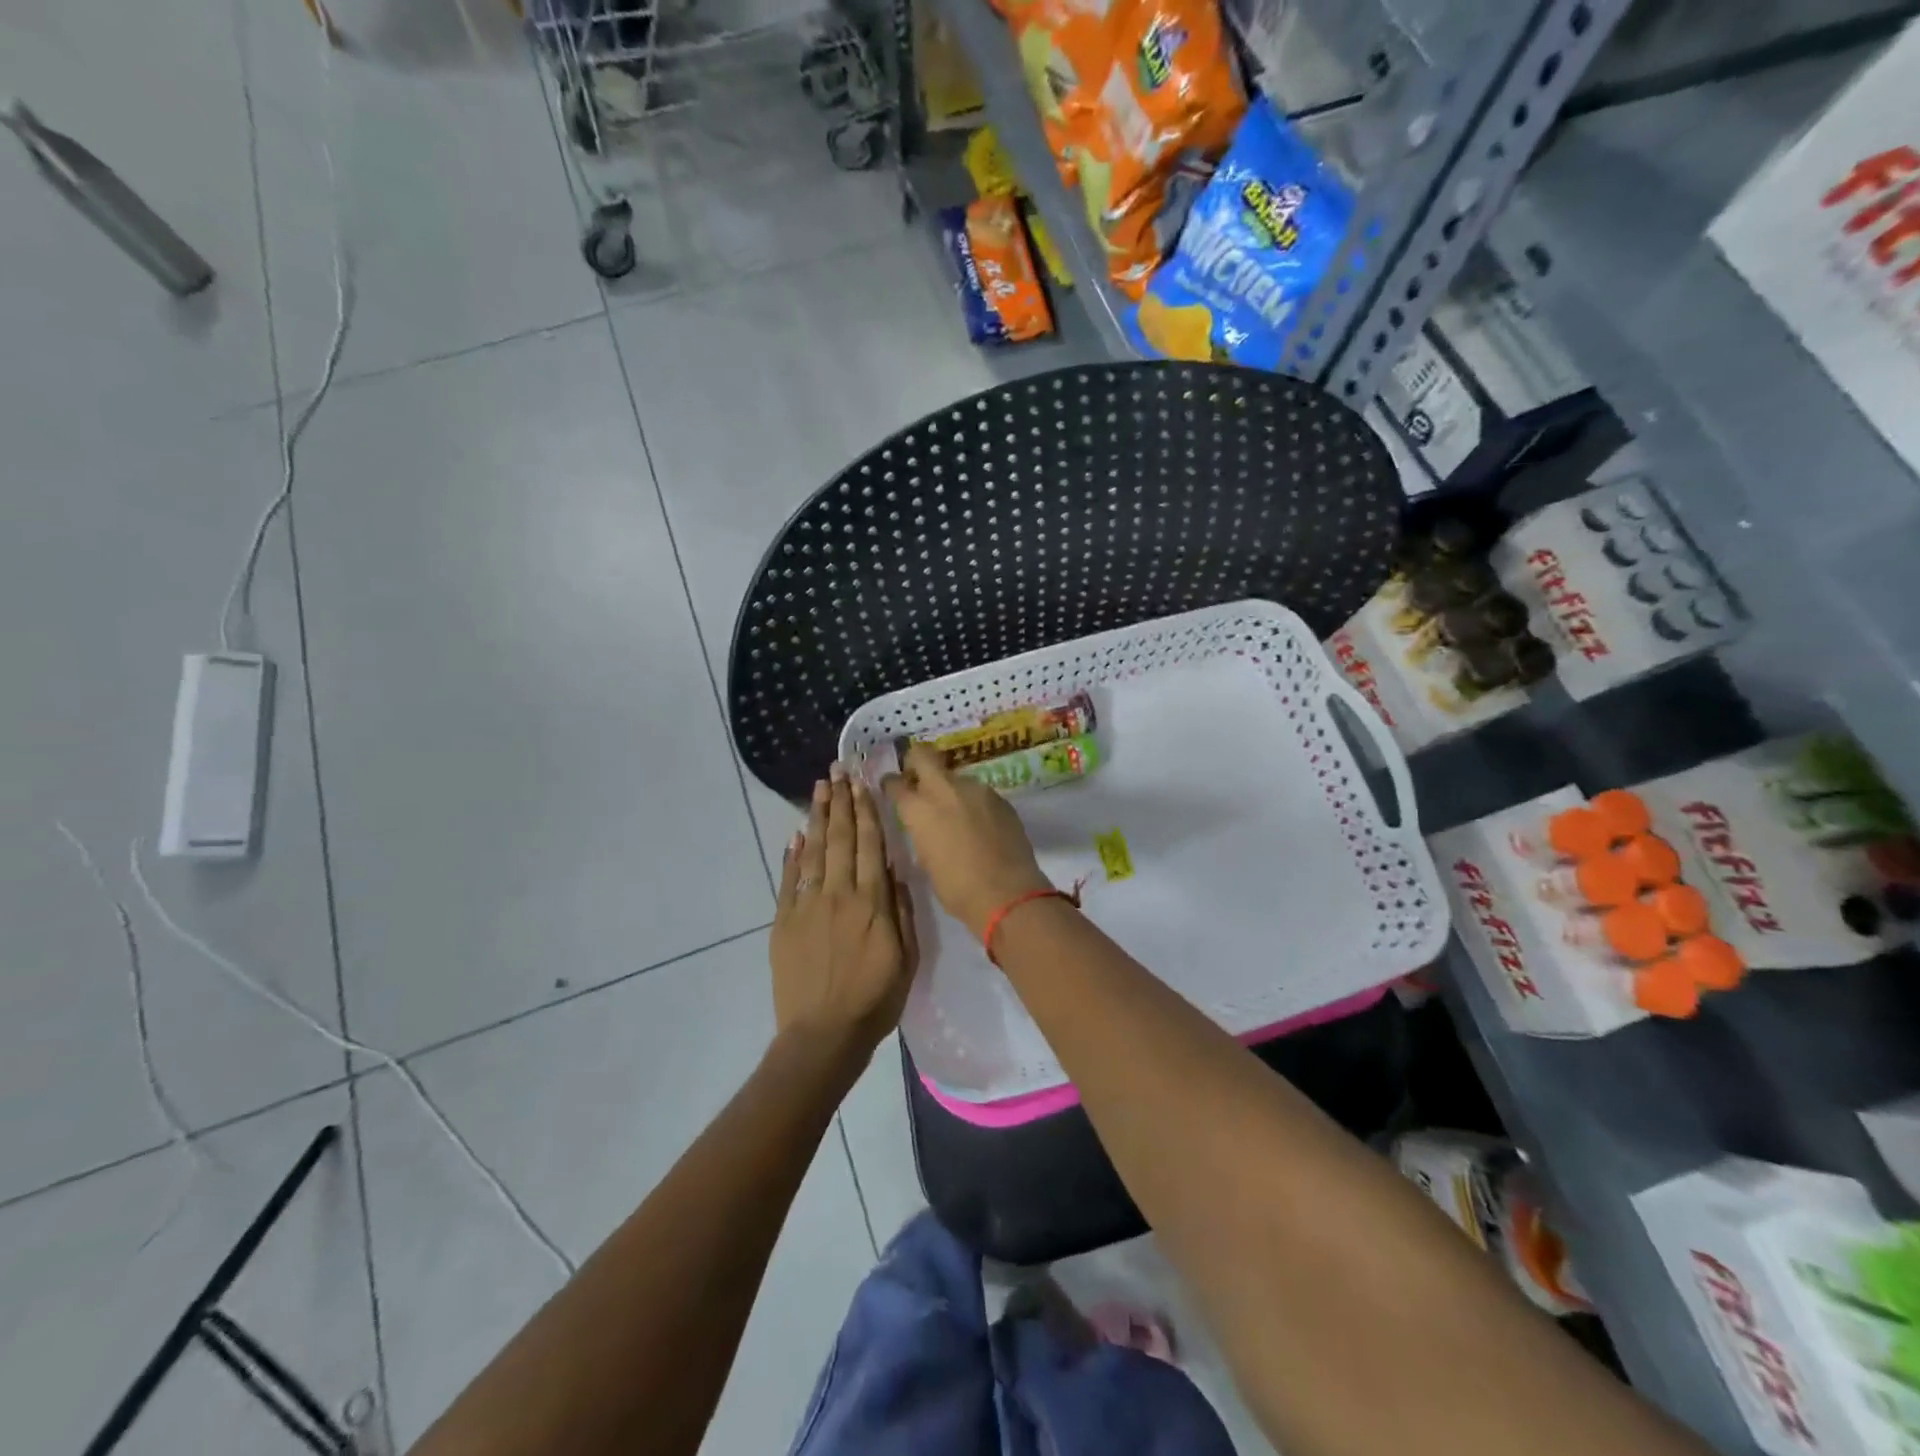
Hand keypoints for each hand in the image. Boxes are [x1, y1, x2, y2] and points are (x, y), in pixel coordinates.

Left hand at [771, 764, 918, 1067]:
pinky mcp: (784, 921)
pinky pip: (789, 879)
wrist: (823, 1035)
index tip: (862, 783)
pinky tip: (796, 834)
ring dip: (818, 816)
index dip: (866, 811)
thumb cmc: (874, 1000)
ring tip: (820, 787)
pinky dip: (793, 854)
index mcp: (872, 903)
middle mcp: (839, 894)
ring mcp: (807, 906)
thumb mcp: (907, 958)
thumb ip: (901, 911)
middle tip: (838, 770)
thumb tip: (894, 871)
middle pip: (840, 838)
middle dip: (841, 801)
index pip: (869, 845)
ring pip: (814, 851)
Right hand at [882, 744, 1051, 940]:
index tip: (892, 789)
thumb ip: (922, 833)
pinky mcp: (1000, 798)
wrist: (1007, 893)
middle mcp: (945, 789)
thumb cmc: (957, 888)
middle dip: (916, 762)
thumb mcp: (927, 861)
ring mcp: (976, 790)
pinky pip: (978, 793)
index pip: (895, 783)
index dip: (891, 784)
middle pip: (924, 756)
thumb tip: (925, 825)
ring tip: (955, 812)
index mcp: (919, 809)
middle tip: (917, 778)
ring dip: (950, 788)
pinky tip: (979, 824)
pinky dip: (973, 802)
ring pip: (955, 777)